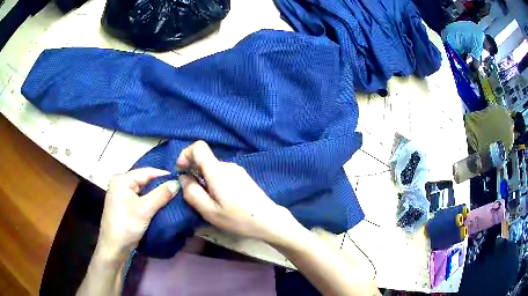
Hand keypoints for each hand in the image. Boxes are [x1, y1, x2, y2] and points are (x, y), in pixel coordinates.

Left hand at [97, 168, 179, 260]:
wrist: (114, 247)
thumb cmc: (126, 225)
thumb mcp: (145, 209)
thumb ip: (161, 194)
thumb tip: (177, 183)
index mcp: (122, 179)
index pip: (147, 172)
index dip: (164, 175)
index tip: (182, 180)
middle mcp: (121, 183)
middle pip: (146, 181)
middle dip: (162, 186)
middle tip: (180, 189)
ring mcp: (123, 195)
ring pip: (145, 191)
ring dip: (158, 195)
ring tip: (175, 197)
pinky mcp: (126, 205)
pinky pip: (142, 199)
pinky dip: (152, 202)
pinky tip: (164, 205)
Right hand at [177, 141, 298, 243]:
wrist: (268, 221)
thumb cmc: (238, 218)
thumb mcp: (209, 211)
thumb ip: (192, 193)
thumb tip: (183, 177)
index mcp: (217, 171)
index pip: (198, 146)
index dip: (185, 154)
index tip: (182, 171)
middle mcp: (228, 165)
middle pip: (204, 160)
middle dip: (194, 173)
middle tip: (195, 195)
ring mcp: (237, 170)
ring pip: (212, 169)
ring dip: (205, 180)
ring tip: (210, 201)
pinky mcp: (243, 177)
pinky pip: (222, 174)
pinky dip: (215, 182)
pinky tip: (222, 200)